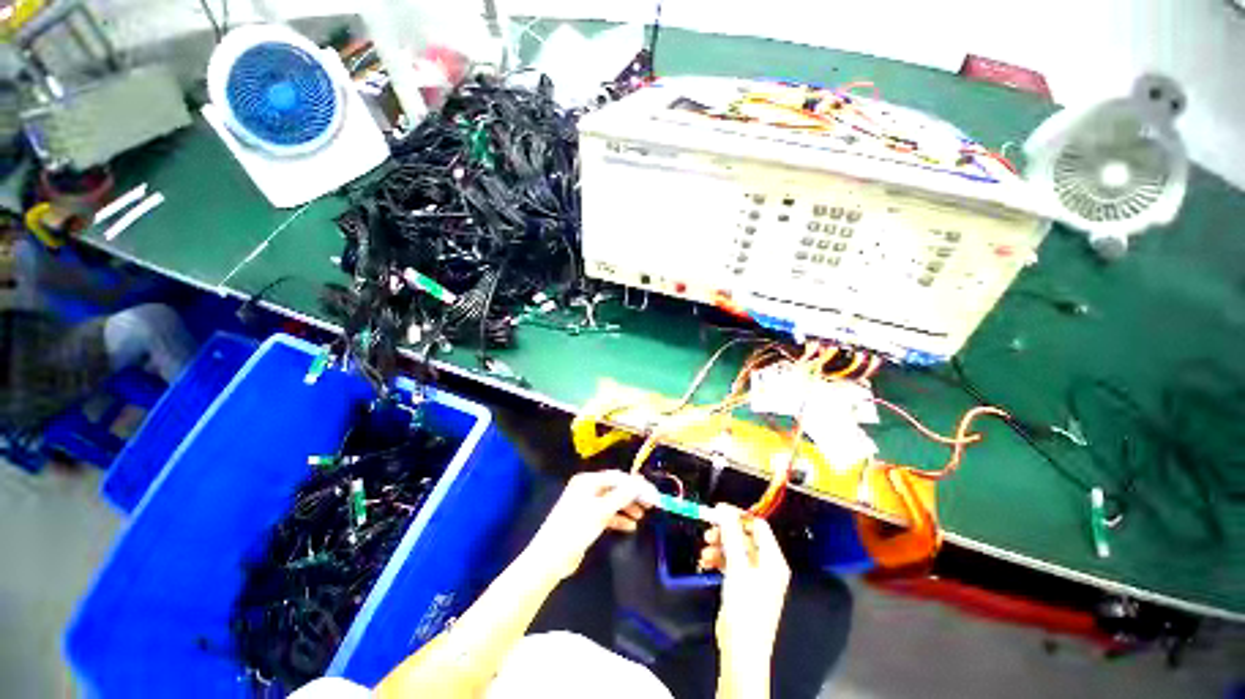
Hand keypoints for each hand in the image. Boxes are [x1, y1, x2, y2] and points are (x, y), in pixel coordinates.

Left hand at [526, 470, 656, 581]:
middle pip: (615, 488)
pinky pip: (607, 514)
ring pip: (612, 501)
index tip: (653, 495)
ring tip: (641, 516)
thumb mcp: (601, 510)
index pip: (618, 477)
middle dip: (633, 495)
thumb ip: (622, 495)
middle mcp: (587, 488)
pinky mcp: (586, 519)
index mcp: (588, 481)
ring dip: (627, 507)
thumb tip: (640, 482)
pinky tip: (630, 526)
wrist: (551, 557)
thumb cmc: (576, 528)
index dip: (636, 485)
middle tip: (650, 505)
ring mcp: (586, 504)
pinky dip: (618, 518)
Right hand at [699, 504, 790, 663]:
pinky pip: (731, 563)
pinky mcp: (744, 586)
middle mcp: (767, 565)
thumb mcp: (737, 566)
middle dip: (725, 532)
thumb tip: (724, 509)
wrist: (741, 650)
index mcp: (773, 559)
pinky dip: (719, 559)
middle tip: (708, 531)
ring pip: (736, 549)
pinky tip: (706, 562)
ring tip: (704, 550)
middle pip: (745, 537)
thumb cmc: (744, 606)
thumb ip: (731, 534)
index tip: (717, 511)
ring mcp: (755, 577)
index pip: (758, 525)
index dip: (738, 515)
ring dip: (719, 546)